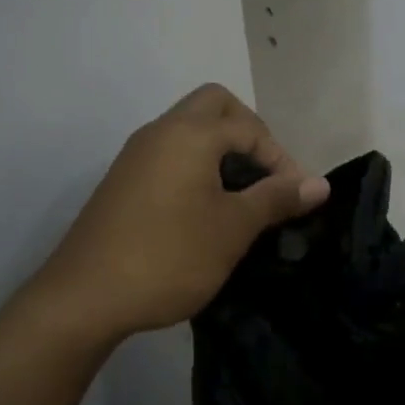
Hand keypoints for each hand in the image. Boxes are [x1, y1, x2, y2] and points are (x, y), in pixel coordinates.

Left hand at [20, 84, 329, 345]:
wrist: (83, 298)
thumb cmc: (169, 257)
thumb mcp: (232, 229)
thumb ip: (276, 198)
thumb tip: (320, 184)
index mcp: (189, 134)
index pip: (249, 127)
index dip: (281, 159)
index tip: (296, 198)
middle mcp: (160, 131)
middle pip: (215, 106)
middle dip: (248, 133)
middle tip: (265, 175)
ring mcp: (136, 154)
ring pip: (189, 129)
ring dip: (221, 149)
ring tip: (241, 195)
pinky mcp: (123, 180)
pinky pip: (170, 153)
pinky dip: (196, 165)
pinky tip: (205, 209)